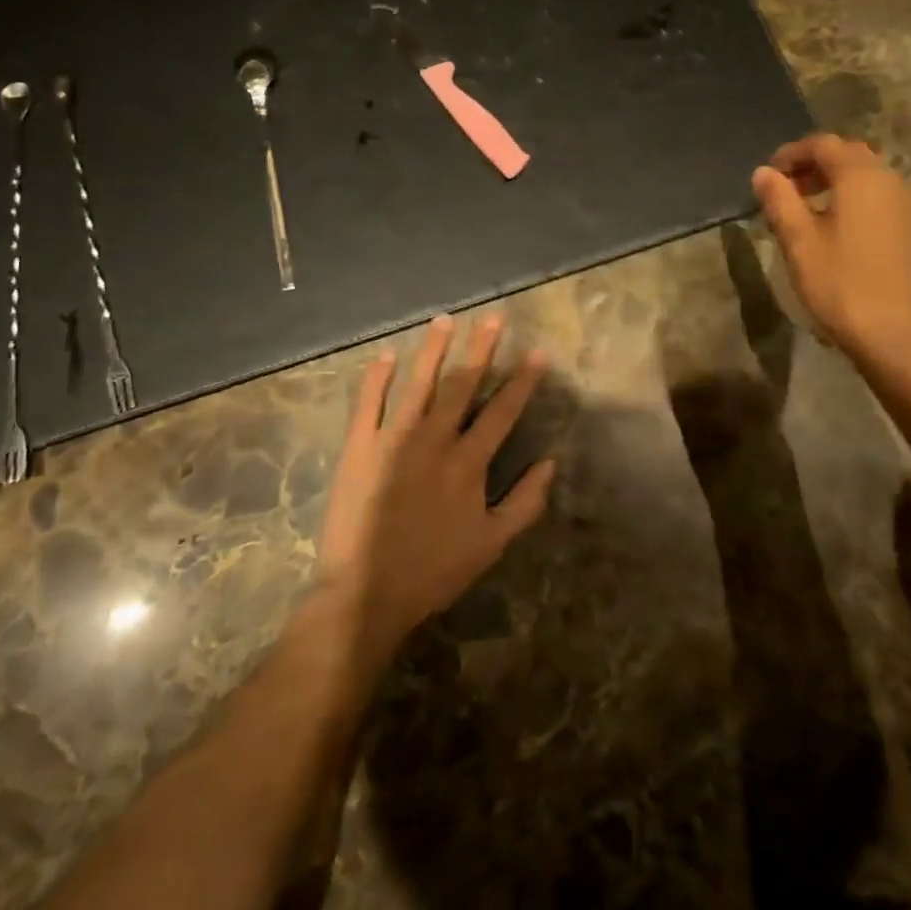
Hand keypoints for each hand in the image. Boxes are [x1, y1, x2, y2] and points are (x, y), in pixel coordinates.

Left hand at [318, 315, 553, 660]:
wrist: (366, 593)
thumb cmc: (434, 570)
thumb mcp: (491, 544)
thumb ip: (525, 503)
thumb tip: (550, 463)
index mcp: (468, 462)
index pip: (502, 412)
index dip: (522, 381)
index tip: (537, 352)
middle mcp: (435, 440)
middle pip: (462, 385)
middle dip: (481, 348)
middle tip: (493, 316)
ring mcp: (394, 439)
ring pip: (418, 384)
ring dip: (433, 350)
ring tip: (444, 320)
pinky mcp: (359, 447)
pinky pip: (368, 403)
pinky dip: (377, 378)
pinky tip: (386, 354)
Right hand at [751, 135, 910, 378]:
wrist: (898, 337)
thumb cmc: (842, 285)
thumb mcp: (799, 242)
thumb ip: (779, 200)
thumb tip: (763, 172)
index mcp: (861, 176)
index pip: (823, 144)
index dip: (791, 153)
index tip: (767, 176)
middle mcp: (888, 180)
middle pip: (847, 154)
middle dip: (812, 164)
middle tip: (783, 189)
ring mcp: (904, 205)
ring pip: (863, 175)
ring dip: (831, 181)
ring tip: (801, 208)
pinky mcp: (908, 228)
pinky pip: (875, 195)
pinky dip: (849, 197)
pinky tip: (830, 228)